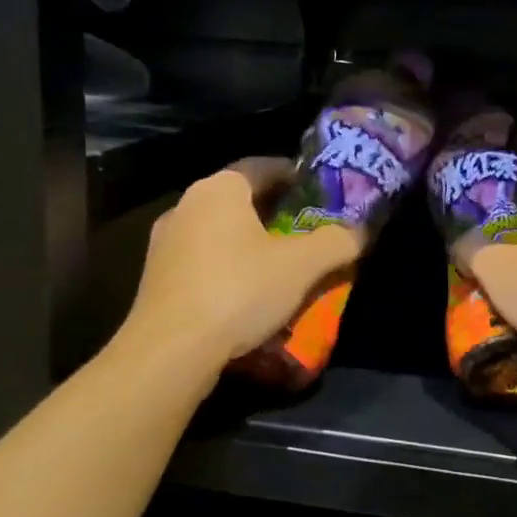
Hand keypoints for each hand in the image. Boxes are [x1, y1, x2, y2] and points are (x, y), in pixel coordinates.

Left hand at [127, 158, 364, 365]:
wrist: (170, 350)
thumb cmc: (239, 291)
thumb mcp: (302, 266)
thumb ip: (336, 242)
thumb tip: (360, 231)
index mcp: (220, 189)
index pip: (264, 166)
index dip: (296, 176)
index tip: (321, 192)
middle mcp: (187, 205)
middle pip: (241, 200)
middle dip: (277, 212)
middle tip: (309, 230)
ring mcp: (165, 242)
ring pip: (220, 232)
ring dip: (251, 242)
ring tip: (282, 264)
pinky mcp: (156, 277)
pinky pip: (203, 260)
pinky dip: (229, 267)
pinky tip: (247, 293)